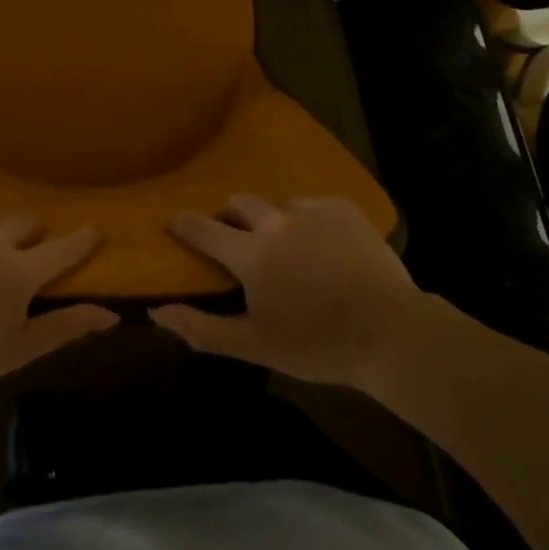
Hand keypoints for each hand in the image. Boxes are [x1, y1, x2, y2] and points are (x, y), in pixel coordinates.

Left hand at [0, 218, 119, 400]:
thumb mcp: (16, 351)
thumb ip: (64, 328)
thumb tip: (109, 314)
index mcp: (19, 271)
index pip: (63, 249)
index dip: (83, 240)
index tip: (98, 228)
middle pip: (26, 224)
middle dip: (37, 234)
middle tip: (34, 249)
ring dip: (0, 232)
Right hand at [150, 195, 426, 388]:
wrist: (393, 333)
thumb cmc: (319, 345)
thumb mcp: (256, 346)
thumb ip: (203, 328)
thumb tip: (156, 311)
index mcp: (251, 254)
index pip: (202, 228)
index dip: (183, 224)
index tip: (173, 222)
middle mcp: (275, 222)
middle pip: (238, 203)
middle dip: (229, 216)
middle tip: (234, 237)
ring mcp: (311, 210)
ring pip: (278, 204)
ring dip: (272, 220)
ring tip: (286, 244)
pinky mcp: (342, 208)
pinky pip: (313, 204)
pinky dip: (308, 220)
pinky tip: (322, 243)